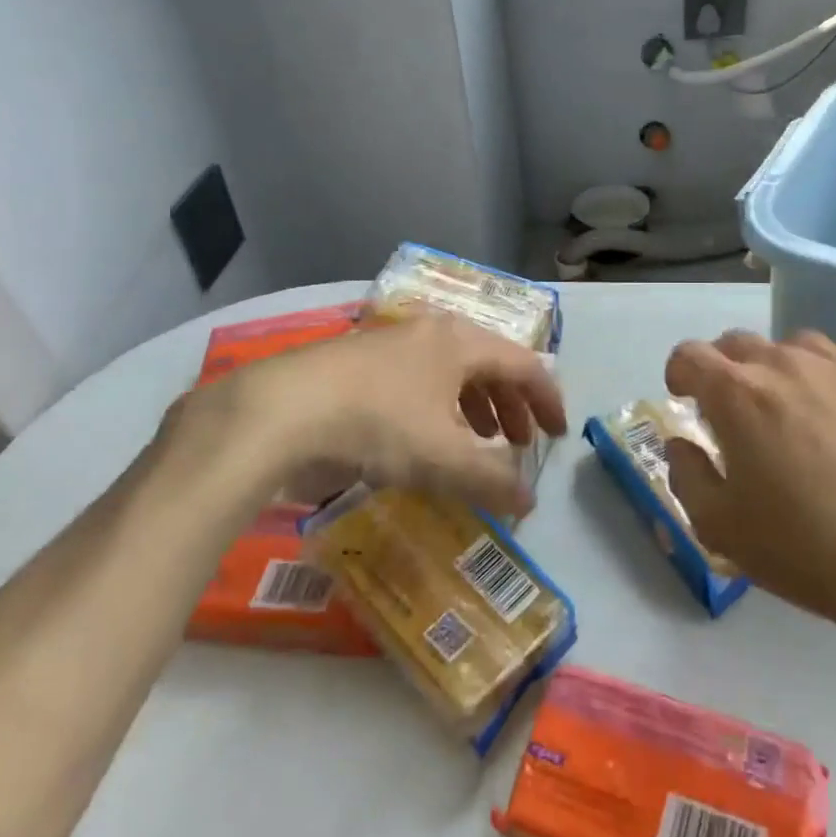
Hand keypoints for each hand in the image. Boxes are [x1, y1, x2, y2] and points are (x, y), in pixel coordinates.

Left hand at [153, 314, 567, 523]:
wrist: (278, 412)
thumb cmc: (377, 424)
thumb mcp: (443, 459)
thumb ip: (492, 481)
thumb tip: (528, 503)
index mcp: (461, 342)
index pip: (524, 364)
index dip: (547, 400)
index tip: (558, 434)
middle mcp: (431, 333)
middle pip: (488, 364)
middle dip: (510, 405)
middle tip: (518, 443)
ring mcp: (391, 345)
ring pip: (450, 372)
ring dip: (474, 407)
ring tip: (477, 443)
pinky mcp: (358, 364)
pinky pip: (417, 382)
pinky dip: (437, 409)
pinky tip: (424, 440)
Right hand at [664, 329, 835, 646]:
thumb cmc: (805, 548)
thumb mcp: (719, 527)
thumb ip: (686, 474)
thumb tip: (682, 443)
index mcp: (737, 393)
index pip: (690, 354)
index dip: (679, 373)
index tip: (685, 399)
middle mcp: (787, 364)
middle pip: (739, 343)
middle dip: (724, 369)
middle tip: (734, 412)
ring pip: (795, 348)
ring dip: (779, 370)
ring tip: (792, 413)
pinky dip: (833, 389)